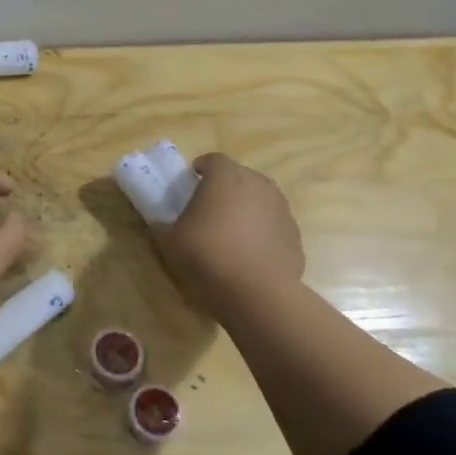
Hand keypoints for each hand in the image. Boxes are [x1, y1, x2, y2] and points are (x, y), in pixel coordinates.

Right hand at [151, 153, 304, 315]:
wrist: (258, 294)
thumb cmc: (207, 257)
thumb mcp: (169, 242)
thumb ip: (163, 226)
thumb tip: (160, 223)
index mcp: (225, 177)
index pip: (213, 160)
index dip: (201, 169)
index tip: (191, 182)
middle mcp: (257, 184)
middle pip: (239, 176)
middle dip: (224, 187)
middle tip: (208, 208)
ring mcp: (281, 209)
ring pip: (259, 200)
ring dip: (245, 209)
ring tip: (230, 233)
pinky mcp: (294, 235)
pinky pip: (272, 225)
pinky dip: (261, 232)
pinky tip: (249, 255)